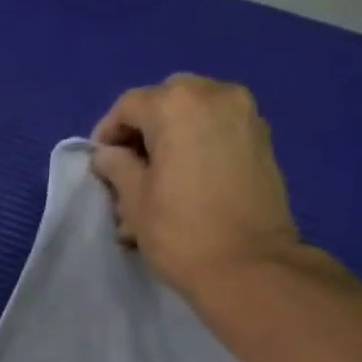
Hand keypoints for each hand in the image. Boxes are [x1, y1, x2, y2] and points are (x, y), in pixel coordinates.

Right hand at [91, 75, 300, 300]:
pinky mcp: (262, 141)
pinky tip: (186, 183)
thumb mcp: (135, 202)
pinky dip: (198, 147)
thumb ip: (117, 168)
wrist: (248, 266)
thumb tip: (108, 154)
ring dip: (172, 139)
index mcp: (178, 105)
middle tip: (129, 169)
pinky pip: (219, 131)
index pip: (129, 105)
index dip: (107, 132)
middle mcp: (216, 95)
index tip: (99, 164)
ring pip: (195, 114)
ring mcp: (246, 115)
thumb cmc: (180, 232)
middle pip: (167, 102)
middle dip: (143, 131)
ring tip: (157, 182)